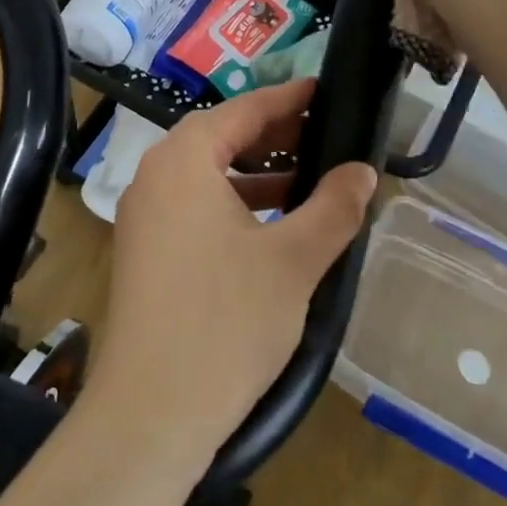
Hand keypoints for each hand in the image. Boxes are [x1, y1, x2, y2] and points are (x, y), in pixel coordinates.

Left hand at [84, 79, 376, 475]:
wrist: (150, 414)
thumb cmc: (226, 322)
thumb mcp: (294, 260)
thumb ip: (333, 207)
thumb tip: (363, 171)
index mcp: (183, 159)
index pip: (243, 110)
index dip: (288, 99)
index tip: (324, 91)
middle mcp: (155, 175)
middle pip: (220, 136)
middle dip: (273, 136)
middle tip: (323, 136)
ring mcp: (143, 214)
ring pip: (207, 173)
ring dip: (255, 172)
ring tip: (306, 181)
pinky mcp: (143, 249)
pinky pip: (193, 204)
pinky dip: (233, 203)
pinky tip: (270, 226)